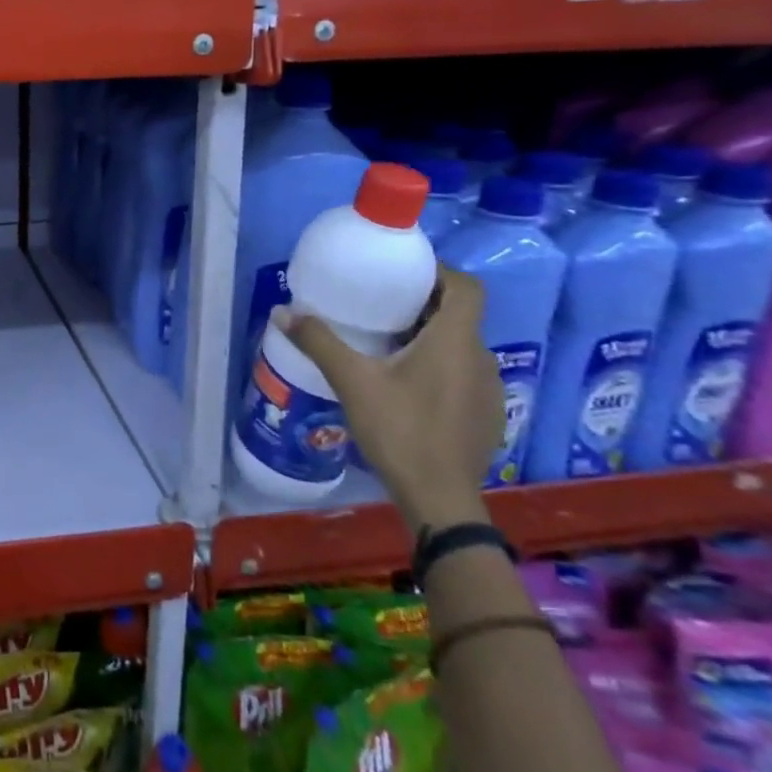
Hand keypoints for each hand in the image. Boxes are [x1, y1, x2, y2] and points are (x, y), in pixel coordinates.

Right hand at [282, 264, 502, 533]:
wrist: (440, 498)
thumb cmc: (400, 429)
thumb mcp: (352, 381)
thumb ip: (319, 342)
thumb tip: (282, 311)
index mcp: (455, 341)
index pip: (465, 287)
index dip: (439, 272)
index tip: (402, 273)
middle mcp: (481, 358)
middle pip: (459, 315)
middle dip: (423, 304)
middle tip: (381, 305)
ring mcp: (489, 389)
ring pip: (461, 347)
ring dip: (431, 337)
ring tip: (388, 344)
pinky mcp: (487, 415)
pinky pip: (464, 375)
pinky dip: (439, 366)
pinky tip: (408, 386)